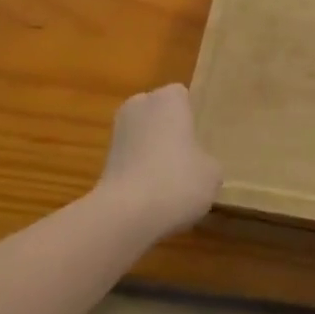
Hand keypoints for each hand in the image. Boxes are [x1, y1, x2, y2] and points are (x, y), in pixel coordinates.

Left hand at [95, 85, 220, 241]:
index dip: (190, 118)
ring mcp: (117, 134)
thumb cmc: (178, 180)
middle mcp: (139, 106)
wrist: (126, 216)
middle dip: (168, 133)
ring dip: (151, 155)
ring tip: (170, 185)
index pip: (182, 97)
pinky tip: (151, 200)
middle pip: (158, 115)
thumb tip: (199, 167)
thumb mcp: (212, 173)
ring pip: (142, 139)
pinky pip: (129, 162)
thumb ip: (207, 161)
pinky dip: (138, 176)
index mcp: (169, 98)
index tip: (199, 140)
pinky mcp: (102, 163)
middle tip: (187, 160)